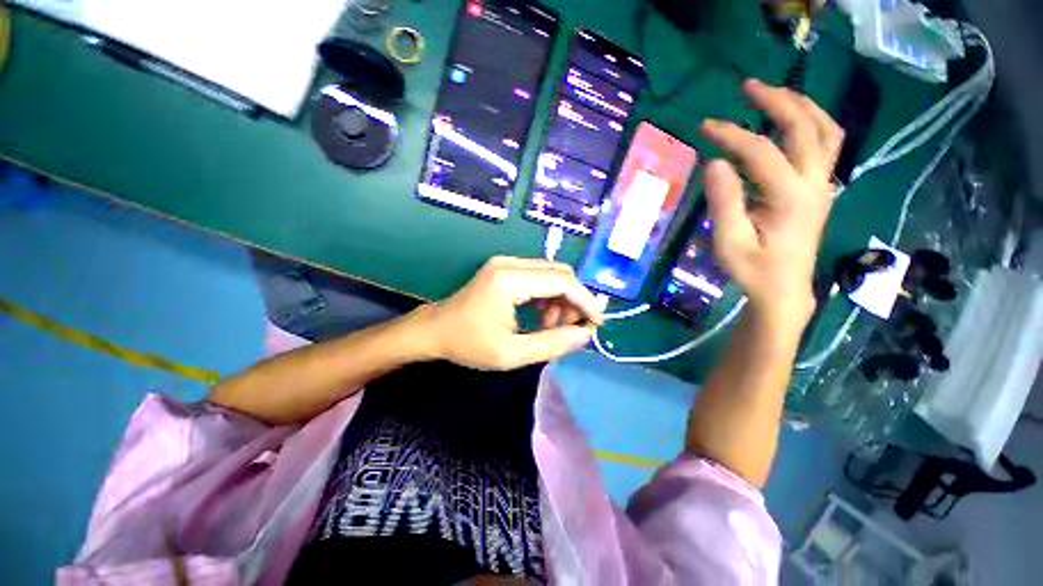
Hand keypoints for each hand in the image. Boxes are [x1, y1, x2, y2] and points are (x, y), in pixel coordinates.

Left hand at [419, 256, 604, 369]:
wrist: (434, 331)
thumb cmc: (468, 344)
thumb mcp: (511, 354)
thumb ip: (552, 344)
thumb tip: (585, 335)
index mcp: (510, 280)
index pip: (562, 281)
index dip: (585, 301)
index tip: (596, 323)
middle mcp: (510, 263)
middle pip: (559, 273)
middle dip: (574, 300)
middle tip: (571, 328)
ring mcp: (506, 263)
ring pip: (550, 274)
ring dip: (561, 298)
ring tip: (553, 326)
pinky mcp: (504, 268)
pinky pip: (537, 276)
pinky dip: (547, 295)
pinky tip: (541, 316)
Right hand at [701, 79, 843, 328]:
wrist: (784, 290)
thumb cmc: (753, 270)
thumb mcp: (729, 242)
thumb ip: (724, 202)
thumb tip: (715, 162)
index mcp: (790, 198)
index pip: (760, 151)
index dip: (731, 135)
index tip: (704, 127)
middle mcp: (814, 183)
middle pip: (806, 127)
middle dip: (777, 101)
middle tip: (748, 87)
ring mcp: (822, 185)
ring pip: (825, 131)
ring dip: (801, 106)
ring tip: (774, 94)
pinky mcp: (819, 189)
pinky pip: (824, 145)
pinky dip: (810, 124)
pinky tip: (791, 121)